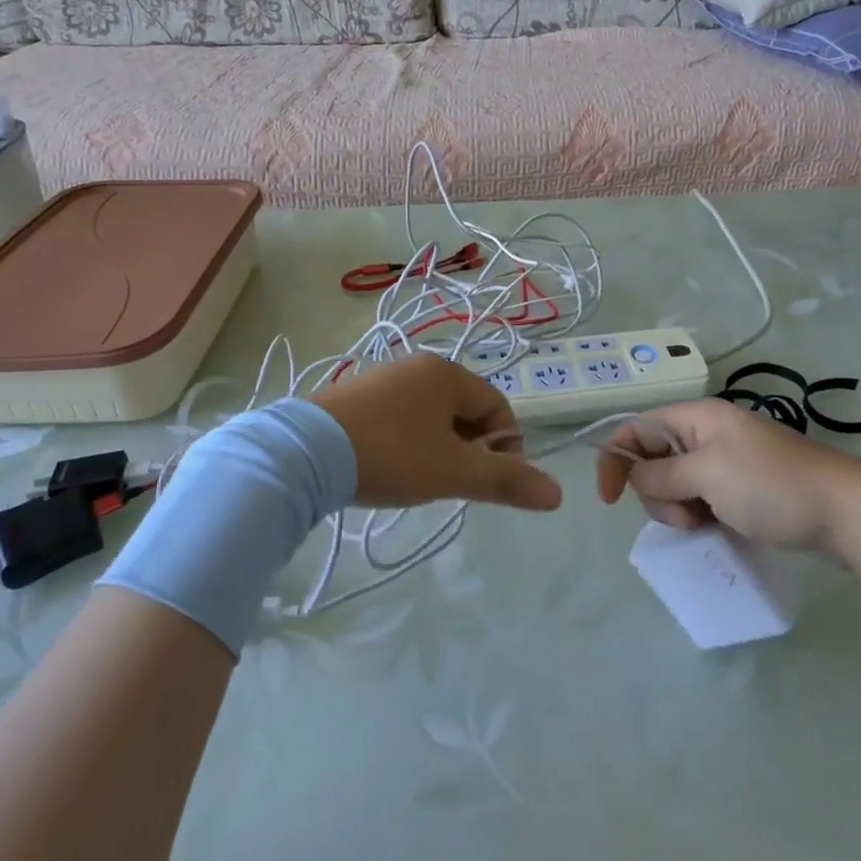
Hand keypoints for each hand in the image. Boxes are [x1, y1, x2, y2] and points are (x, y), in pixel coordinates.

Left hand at [312, 354, 561, 512]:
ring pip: (432, 415)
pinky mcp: (355, 396)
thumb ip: (506, 481)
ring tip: (422, 479)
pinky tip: (391, 467)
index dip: (505, 446)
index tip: (489, 481)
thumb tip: (558, 494)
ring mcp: (383, 378)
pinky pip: (400, 416)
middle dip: (470, 447)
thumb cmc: (391, 455)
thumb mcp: (454, 472)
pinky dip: (408, 441)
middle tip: (455, 482)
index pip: (498, 406)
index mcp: (447, 373)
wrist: (303, 453)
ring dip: (439, 446)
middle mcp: (417, 367)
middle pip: (465, 409)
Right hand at [594, 399, 860, 555]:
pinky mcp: (744, 486)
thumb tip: (636, 478)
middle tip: (689, 516)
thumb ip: (661, 475)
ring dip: (680, 508)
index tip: (609, 501)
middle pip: (654, 459)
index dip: (615, 459)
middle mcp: (708, 432)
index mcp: (696, 418)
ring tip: (709, 524)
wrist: (848, 512)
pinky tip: (718, 528)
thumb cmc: (772, 487)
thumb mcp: (706, 476)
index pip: (636, 428)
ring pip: (676, 483)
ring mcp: (728, 460)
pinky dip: (701, 514)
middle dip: (657, 493)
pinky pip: (702, 497)